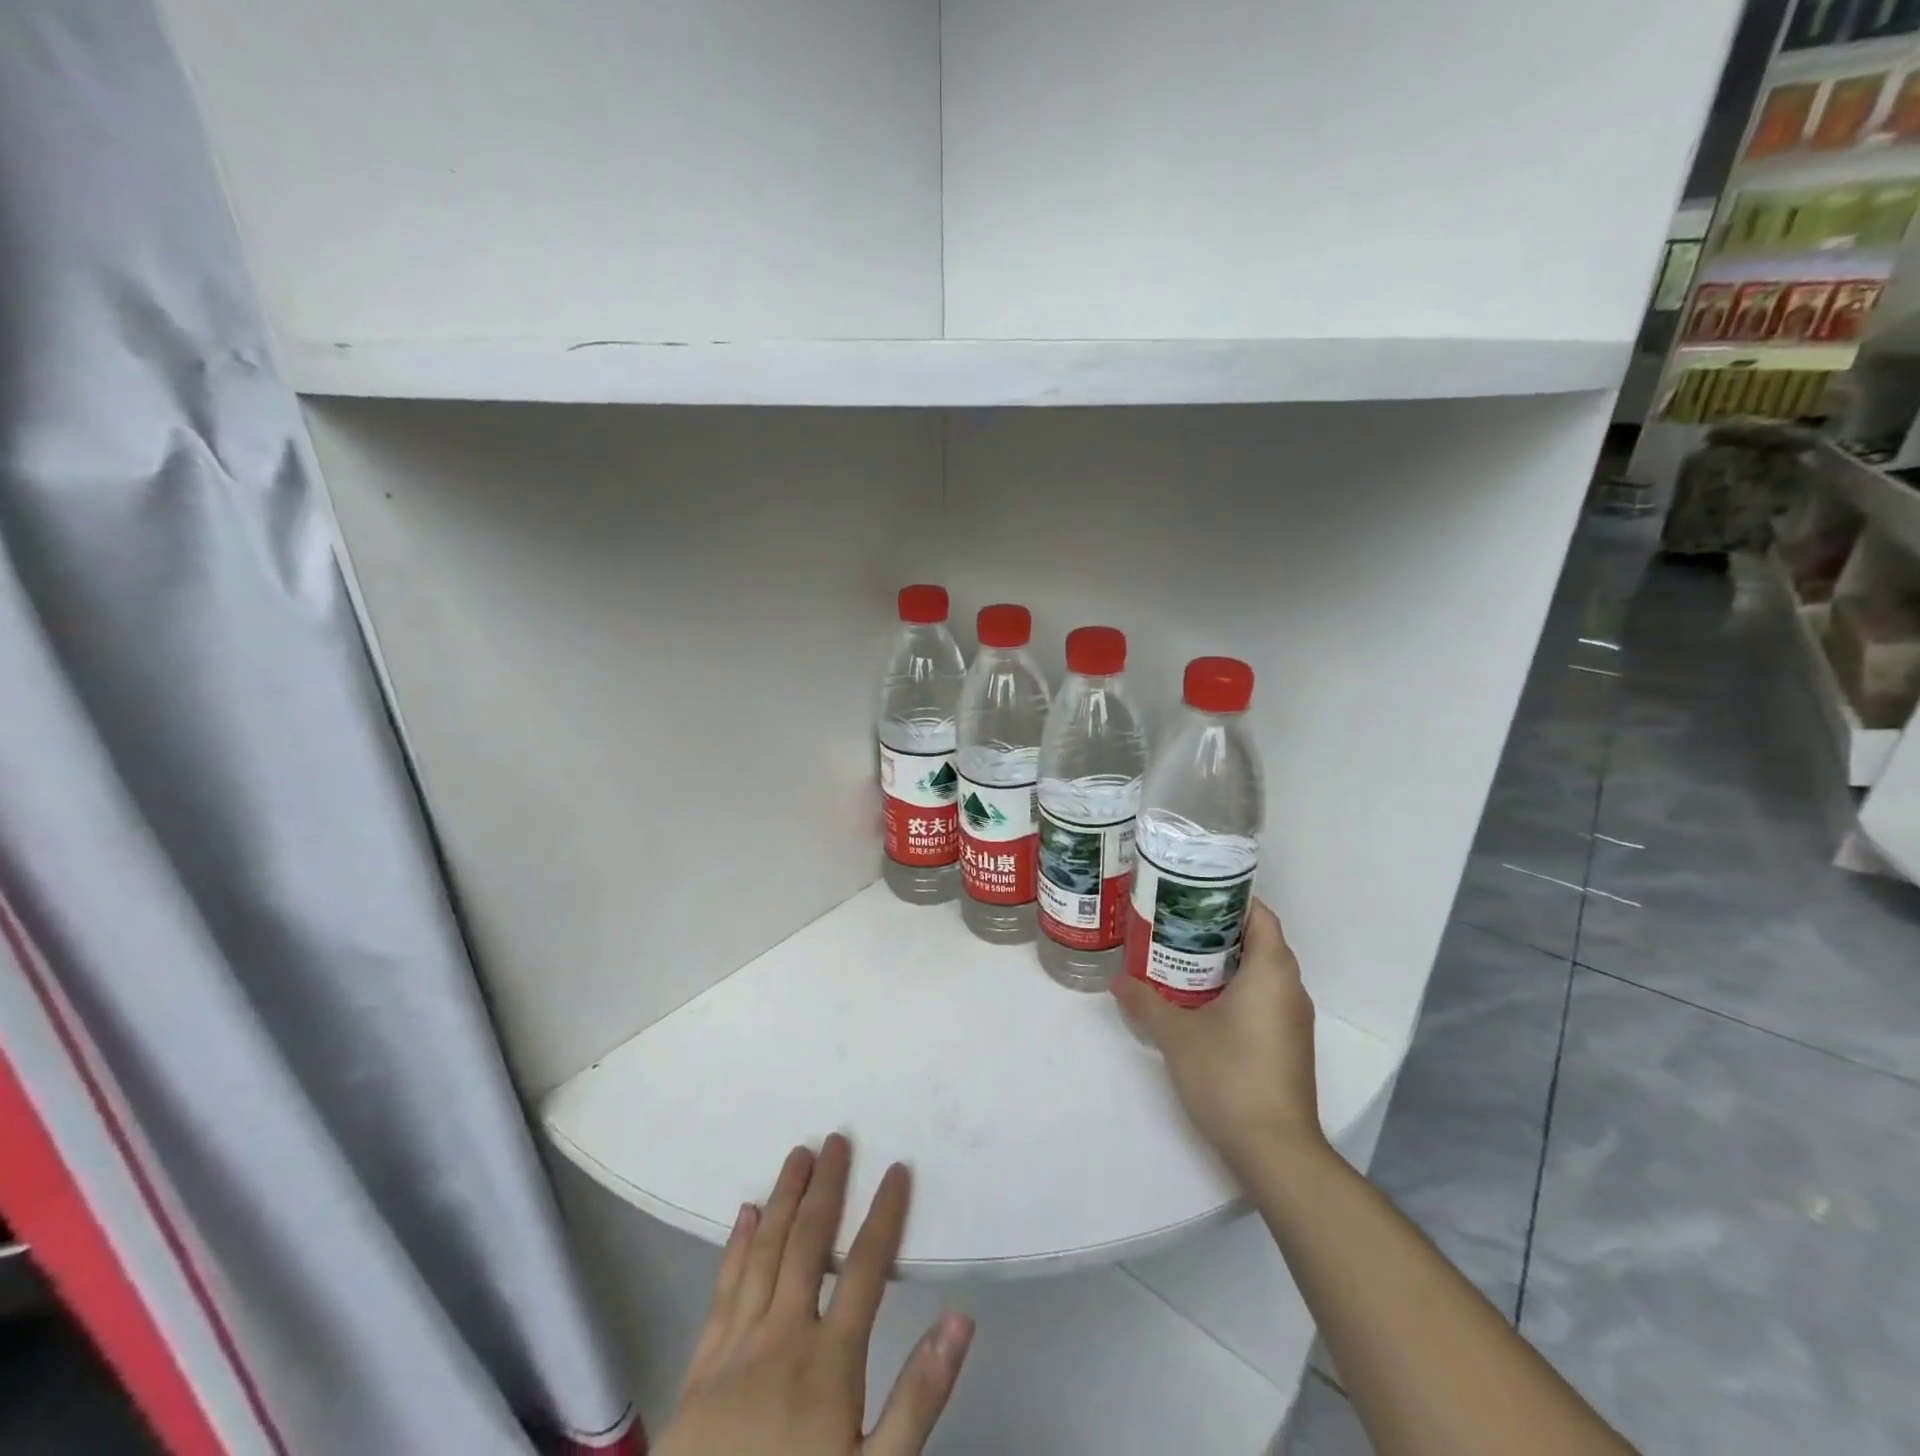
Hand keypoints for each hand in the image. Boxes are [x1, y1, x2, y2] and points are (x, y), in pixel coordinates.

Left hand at [653, 1134, 973, 1455]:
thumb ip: (918, 1398)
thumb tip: (960, 1319)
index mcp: (829, 1360)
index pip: (866, 1268)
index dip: (884, 1214)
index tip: (897, 1169)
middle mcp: (782, 1336)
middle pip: (808, 1243)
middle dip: (826, 1187)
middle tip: (836, 1138)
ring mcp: (737, 1346)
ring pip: (764, 1252)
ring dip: (784, 1199)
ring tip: (797, 1155)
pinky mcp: (702, 1366)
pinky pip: (723, 1289)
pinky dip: (737, 1246)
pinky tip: (746, 1214)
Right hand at [1111, 899, 1323, 1174]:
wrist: (1276, 1150)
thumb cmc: (1229, 1076)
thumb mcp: (1176, 1035)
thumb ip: (1145, 1002)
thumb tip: (1116, 981)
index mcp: (1272, 972)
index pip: (1261, 915)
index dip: (1231, 898)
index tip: (1193, 894)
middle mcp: (1291, 989)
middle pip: (1261, 941)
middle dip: (1220, 929)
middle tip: (1176, 922)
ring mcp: (1294, 1020)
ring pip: (1263, 972)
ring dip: (1228, 961)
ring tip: (1181, 956)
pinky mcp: (1290, 1045)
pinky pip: (1265, 998)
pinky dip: (1238, 988)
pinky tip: (1202, 1000)